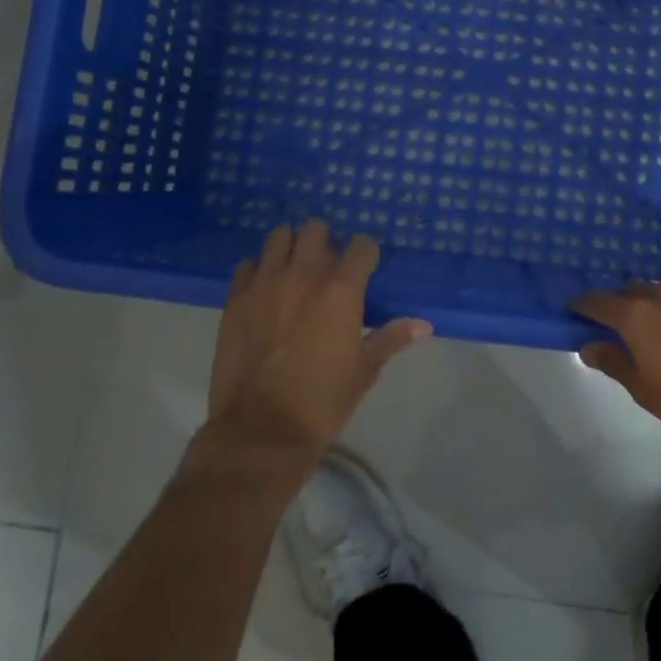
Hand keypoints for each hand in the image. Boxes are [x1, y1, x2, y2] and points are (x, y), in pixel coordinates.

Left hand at [206, 220, 430, 462]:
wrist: (261, 430)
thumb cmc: (323, 400)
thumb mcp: (365, 370)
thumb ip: (392, 337)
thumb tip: (424, 325)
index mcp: (341, 289)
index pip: (362, 245)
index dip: (366, 254)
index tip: (365, 268)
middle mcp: (303, 274)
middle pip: (316, 229)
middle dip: (325, 242)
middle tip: (327, 267)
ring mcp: (265, 282)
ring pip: (279, 237)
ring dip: (290, 248)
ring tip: (293, 270)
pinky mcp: (236, 298)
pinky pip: (247, 265)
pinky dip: (258, 271)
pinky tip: (264, 291)